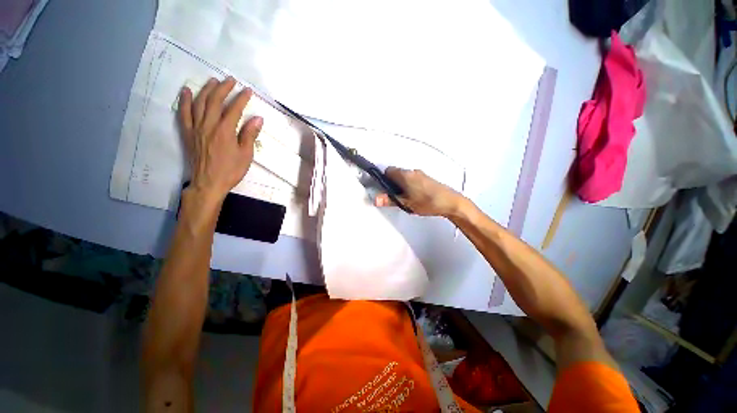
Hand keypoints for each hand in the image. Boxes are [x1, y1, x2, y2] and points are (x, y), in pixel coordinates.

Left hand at [178, 77, 262, 201]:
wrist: (209, 183)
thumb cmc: (231, 170)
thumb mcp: (246, 155)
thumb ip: (250, 135)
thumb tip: (258, 119)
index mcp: (225, 131)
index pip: (234, 109)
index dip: (241, 98)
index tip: (248, 90)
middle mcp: (209, 125)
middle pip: (215, 101)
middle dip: (223, 88)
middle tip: (230, 80)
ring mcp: (196, 128)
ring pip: (199, 103)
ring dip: (206, 90)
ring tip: (213, 81)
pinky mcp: (188, 133)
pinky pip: (183, 113)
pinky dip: (184, 101)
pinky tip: (187, 91)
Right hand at [374, 167, 463, 216]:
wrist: (451, 202)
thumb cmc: (428, 202)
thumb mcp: (406, 204)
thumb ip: (390, 200)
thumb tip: (375, 199)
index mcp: (405, 175)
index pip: (388, 171)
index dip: (383, 179)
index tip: (383, 189)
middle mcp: (412, 172)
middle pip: (396, 173)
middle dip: (392, 183)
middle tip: (394, 196)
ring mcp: (421, 174)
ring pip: (405, 176)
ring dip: (401, 185)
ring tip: (405, 198)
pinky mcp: (427, 179)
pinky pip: (413, 179)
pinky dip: (410, 185)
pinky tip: (415, 196)